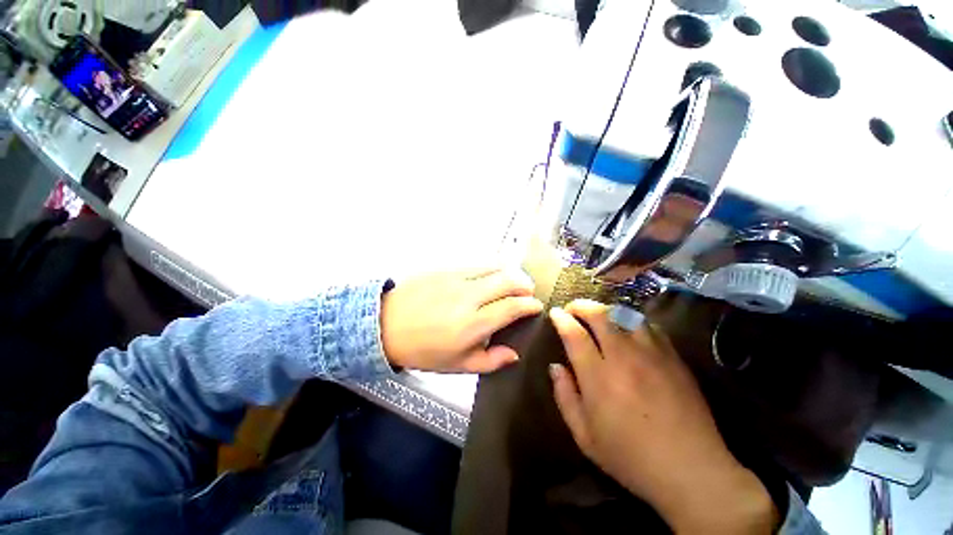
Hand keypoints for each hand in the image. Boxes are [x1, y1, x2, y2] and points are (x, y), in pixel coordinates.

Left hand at [380, 268, 543, 372]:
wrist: (387, 324)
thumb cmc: (423, 350)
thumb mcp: (458, 366)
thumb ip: (490, 361)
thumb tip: (514, 353)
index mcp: (473, 324)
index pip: (512, 306)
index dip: (530, 305)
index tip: (536, 306)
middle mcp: (469, 297)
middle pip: (509, 280)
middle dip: (525, 285)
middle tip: (527, 292)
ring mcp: (457, 278)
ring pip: (495, 266)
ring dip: (510, 273)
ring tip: (513, 282)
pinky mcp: (446, 268)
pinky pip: (477, 264)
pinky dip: (491, 268)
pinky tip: (491, 276)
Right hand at [548, 300, 778, 533]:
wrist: (691, 471)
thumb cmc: (630, 458)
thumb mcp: (584, 436)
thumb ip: (564, 396)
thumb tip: (555, 367)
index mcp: (598, 377)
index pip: (574, 334)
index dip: (562, 319)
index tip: (555, 313)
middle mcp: (624, 357)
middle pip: (600, 315)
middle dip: (582, 306)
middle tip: (573, 309)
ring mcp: (652, 355)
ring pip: (626, 315)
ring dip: (607, 311)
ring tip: (599, 317)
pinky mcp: (674, 358)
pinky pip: (650, 327)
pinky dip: (632, 321)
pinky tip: (629, 330)